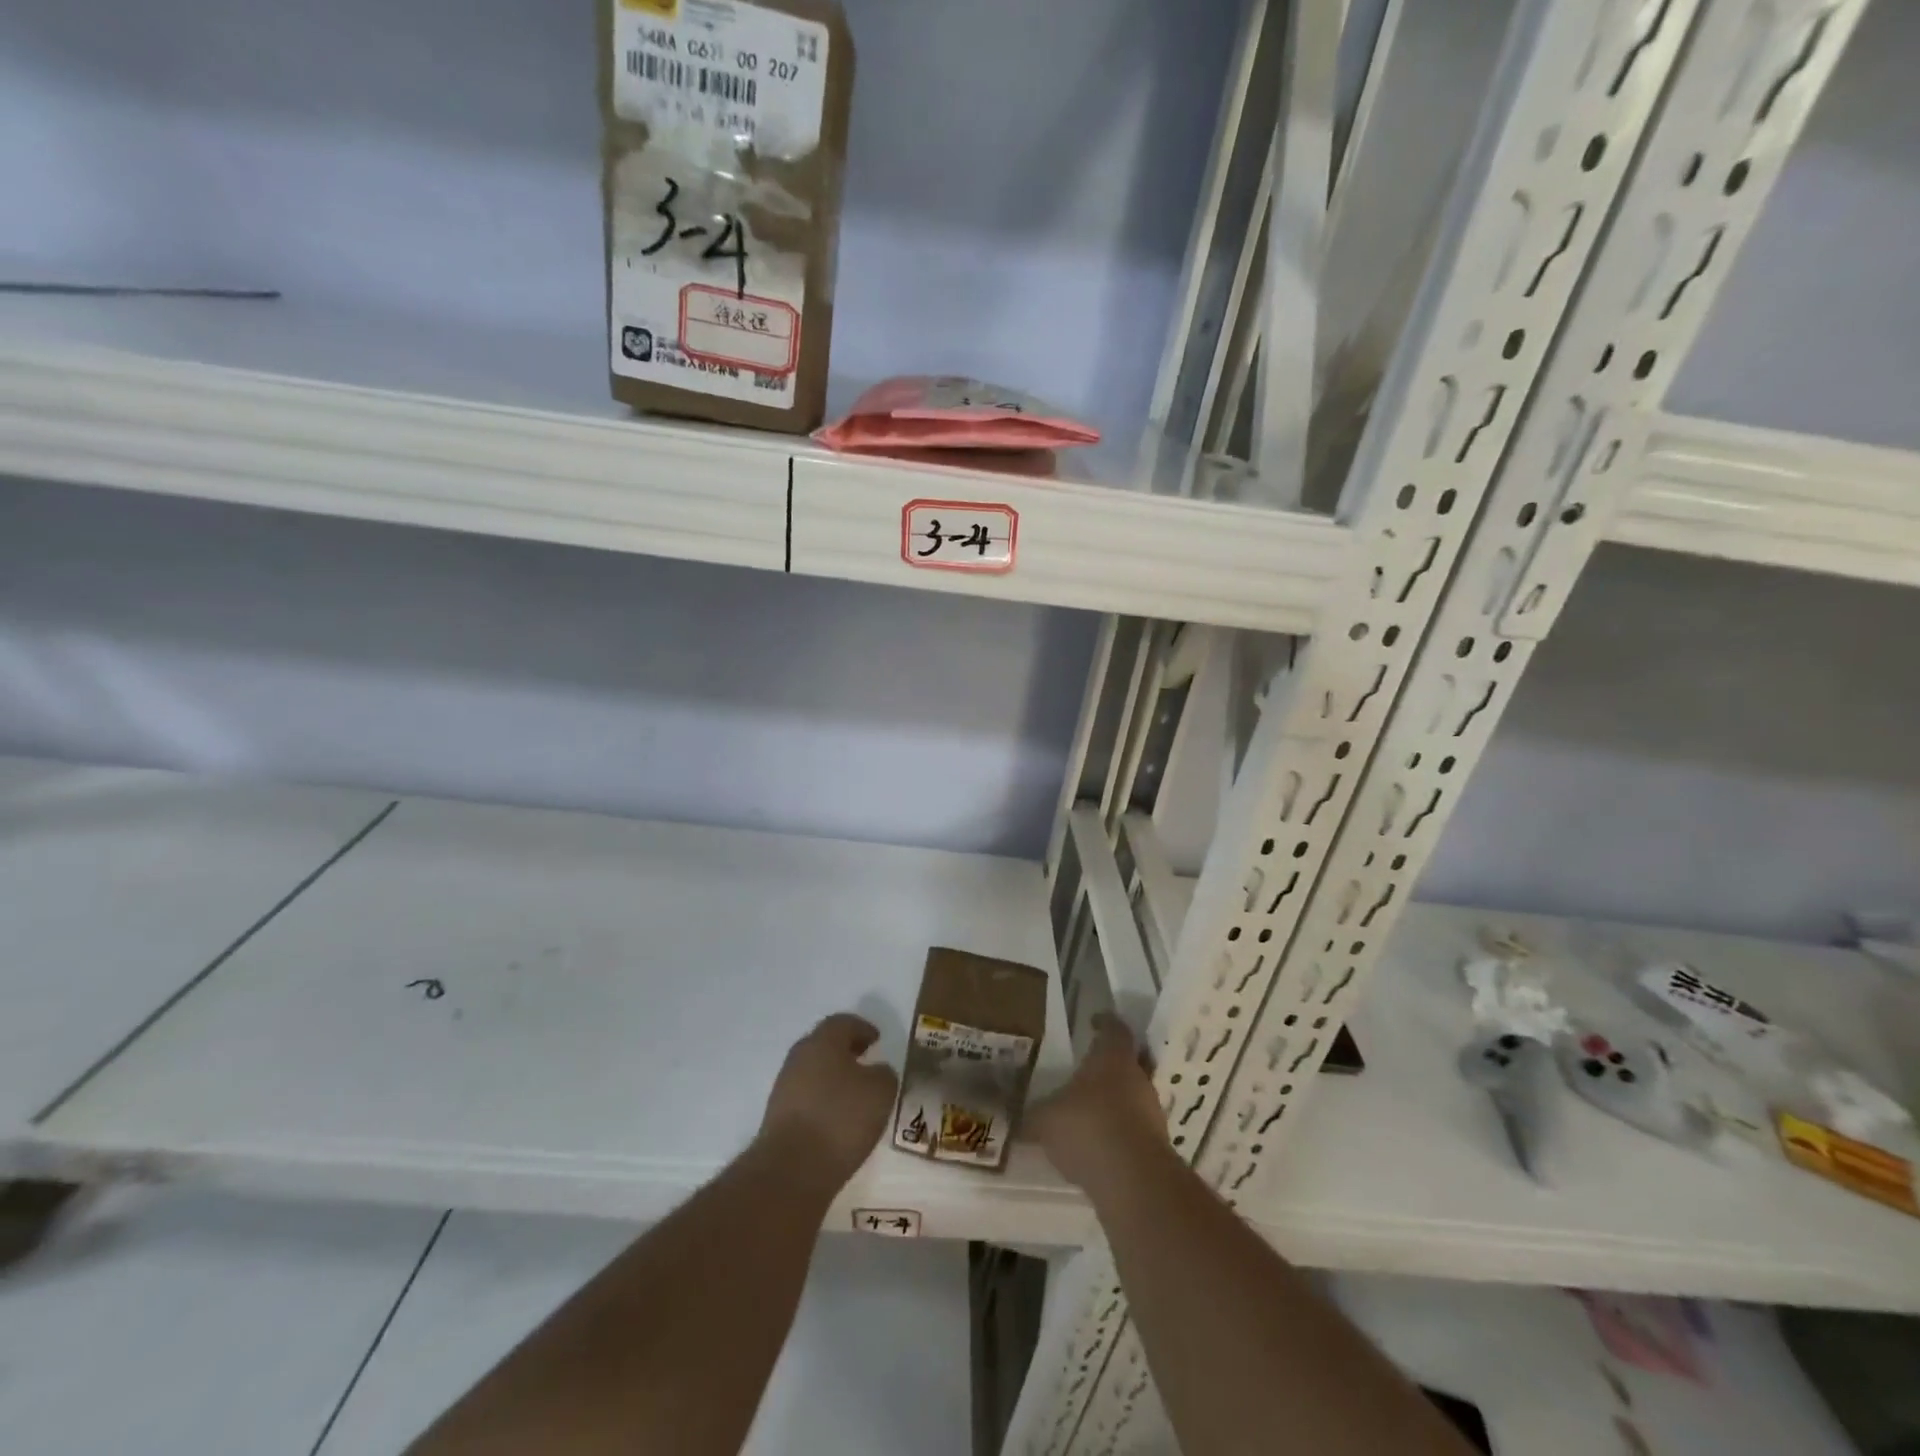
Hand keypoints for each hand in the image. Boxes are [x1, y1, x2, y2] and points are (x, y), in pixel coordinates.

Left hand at [759, 1013, 899, 1186]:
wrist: (791, 1169)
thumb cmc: (841, 1119)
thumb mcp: (880, 1092)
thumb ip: (884, 1074)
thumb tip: (877, 1072)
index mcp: (823, 1041)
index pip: (843, 1022)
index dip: (862, 1028)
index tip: (877, 1039)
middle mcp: (800, 1057)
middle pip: (824, 1044)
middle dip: (845, 1050)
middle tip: (865, 1059)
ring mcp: (784, 1087)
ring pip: (813, 1071)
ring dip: (833, 1076)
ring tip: (854, 1093)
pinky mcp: (778, 1116)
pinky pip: (806, 1096)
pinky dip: (823, 1099)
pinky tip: (837, 1117)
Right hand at [1028, 1014, 1172, 1193]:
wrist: (1135, 1182)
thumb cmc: (1088, 1128)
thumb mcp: (1046, 1120)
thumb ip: (1033, 1115)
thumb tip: (1018, 1119)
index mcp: (1113, 1058)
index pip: (1115, 1029)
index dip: (1105, 1023)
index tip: (1094, 1022)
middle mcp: (1138, 1078)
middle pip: (1128, 1063)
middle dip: (1108, 1067)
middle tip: (1085, 1073)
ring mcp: (1152, 1113)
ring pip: (1133, 1098)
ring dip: (1114, 1103)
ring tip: (1088, 1115)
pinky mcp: (1157, 1147)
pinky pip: (1135, 1130)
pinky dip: (1119, 1134)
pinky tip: (1098, 1149)